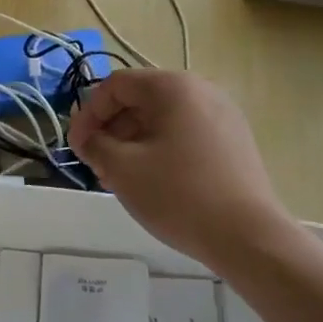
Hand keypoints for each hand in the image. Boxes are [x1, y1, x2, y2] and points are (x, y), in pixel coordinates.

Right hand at [68, 70, 293, 270]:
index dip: (88, 114)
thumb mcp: (122, 168)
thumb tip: (87, 138)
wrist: (246, 235)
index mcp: (173, 87)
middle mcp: (202, 91)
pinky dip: (160, 151)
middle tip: (97, 166)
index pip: (116, 86)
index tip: (76, 148)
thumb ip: (94, 145)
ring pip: (162, 120)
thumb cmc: (178, 194)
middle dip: (110, 130)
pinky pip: (185, 135)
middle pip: (140, 100)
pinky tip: (152, 183)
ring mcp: (223, 116)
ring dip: (132, 143)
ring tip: (120, 179)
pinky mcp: (233, 142)